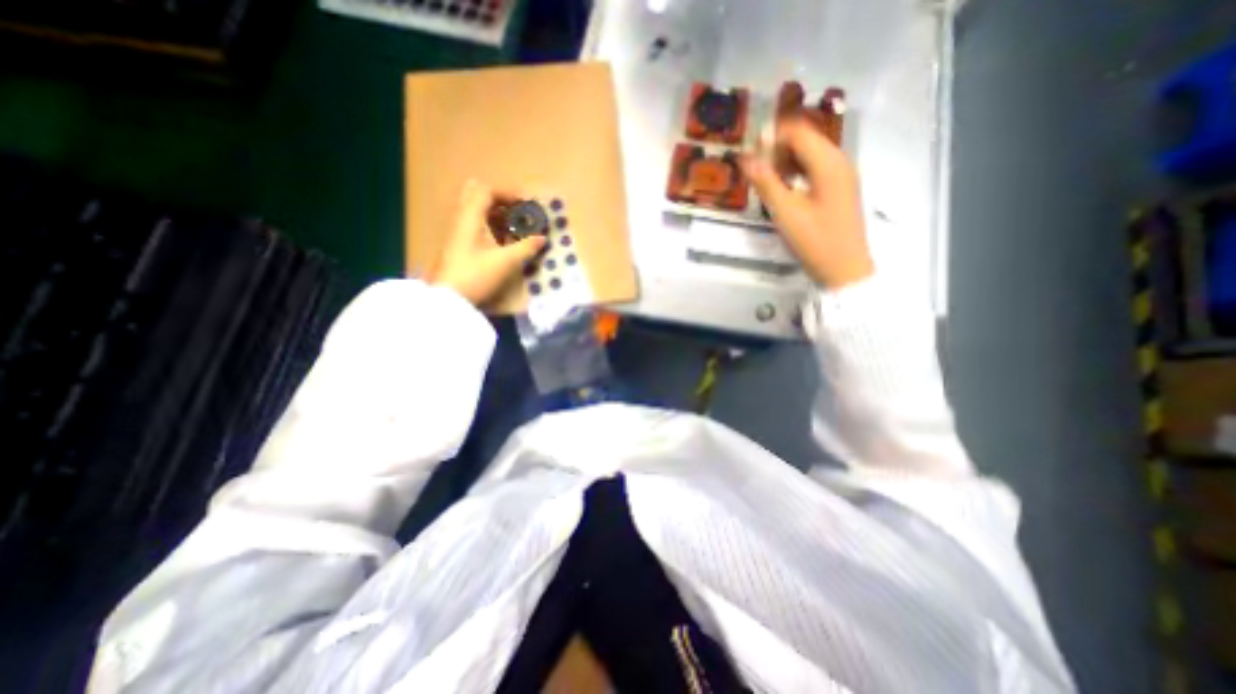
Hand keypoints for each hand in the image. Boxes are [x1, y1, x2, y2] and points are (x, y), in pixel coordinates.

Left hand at [430, 182, 545, 305]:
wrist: (449, 298)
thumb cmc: (476, 275)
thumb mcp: (505, 262)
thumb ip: (526, 248)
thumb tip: (542, 238)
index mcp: (470, 217)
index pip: (486, 190)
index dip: (508, 193)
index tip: (526, 205)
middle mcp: (461, 219)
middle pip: (476, 195)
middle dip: (499, 200)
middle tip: (516, 211)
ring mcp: (456, 232)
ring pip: (475, 211)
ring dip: (495, 214)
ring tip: (513, 227)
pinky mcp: (457, 245)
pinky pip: (474, 224)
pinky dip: (489, 226)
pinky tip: (502, 241)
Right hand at [739, 118, 872, 286]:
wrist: (845, 269)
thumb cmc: (815, 241)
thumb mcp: (786, 213)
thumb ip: (766, 183)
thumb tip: (746, 158)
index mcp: (828, 163)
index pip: (798, 132)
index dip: (772, 136)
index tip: (749, 151)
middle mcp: (839, 161)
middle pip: (806, 139)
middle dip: (778, 148)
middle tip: (755, 168)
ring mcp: (842, 175)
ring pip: (810, 155)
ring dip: (786, 161)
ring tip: (766, 180)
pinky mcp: (840, 189)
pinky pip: (816, 169)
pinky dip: (797, 172)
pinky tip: (784, 189)